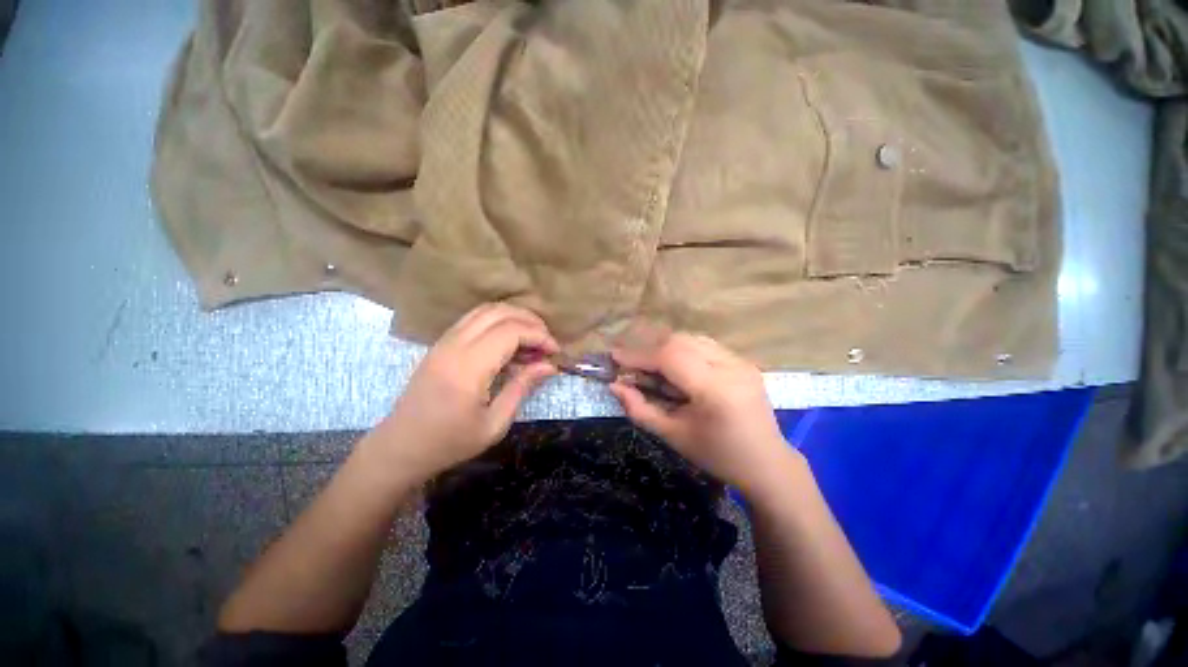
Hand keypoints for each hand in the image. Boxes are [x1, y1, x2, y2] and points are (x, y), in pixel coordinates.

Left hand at [371, 303, 558, 481]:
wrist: (400, 447)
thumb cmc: (449, 442)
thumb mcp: (494, 423)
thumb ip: (522, 387)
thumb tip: (549, 365)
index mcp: (468, 367)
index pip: (511, 331)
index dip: (539, 336)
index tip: (555, 351)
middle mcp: (454, 345)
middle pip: (499, 312)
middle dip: (530, 320)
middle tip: (546, 341)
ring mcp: (444, 341)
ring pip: (485, 310)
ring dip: (514, 317)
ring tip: (532, 337)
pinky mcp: (440, 344)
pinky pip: (474, 319)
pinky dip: (497, 321)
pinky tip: (509, 341)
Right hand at [609, 332, 800, 494]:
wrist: (767, 463)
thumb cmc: (717, 456)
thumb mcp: (673, 436)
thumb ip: (640, 409)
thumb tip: (615, 386)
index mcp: (715, 389)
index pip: (669, 357)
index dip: (638, 355)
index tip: (615, 357)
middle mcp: (731, 367)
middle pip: (680, 341)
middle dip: (650, 349)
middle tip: (632, 365)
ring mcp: (741, 361)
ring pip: (692, 339)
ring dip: (666, 348)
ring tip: (652, 367)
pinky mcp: (744, 361)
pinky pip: (705, 345)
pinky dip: (683, 351)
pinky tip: (676, 368)